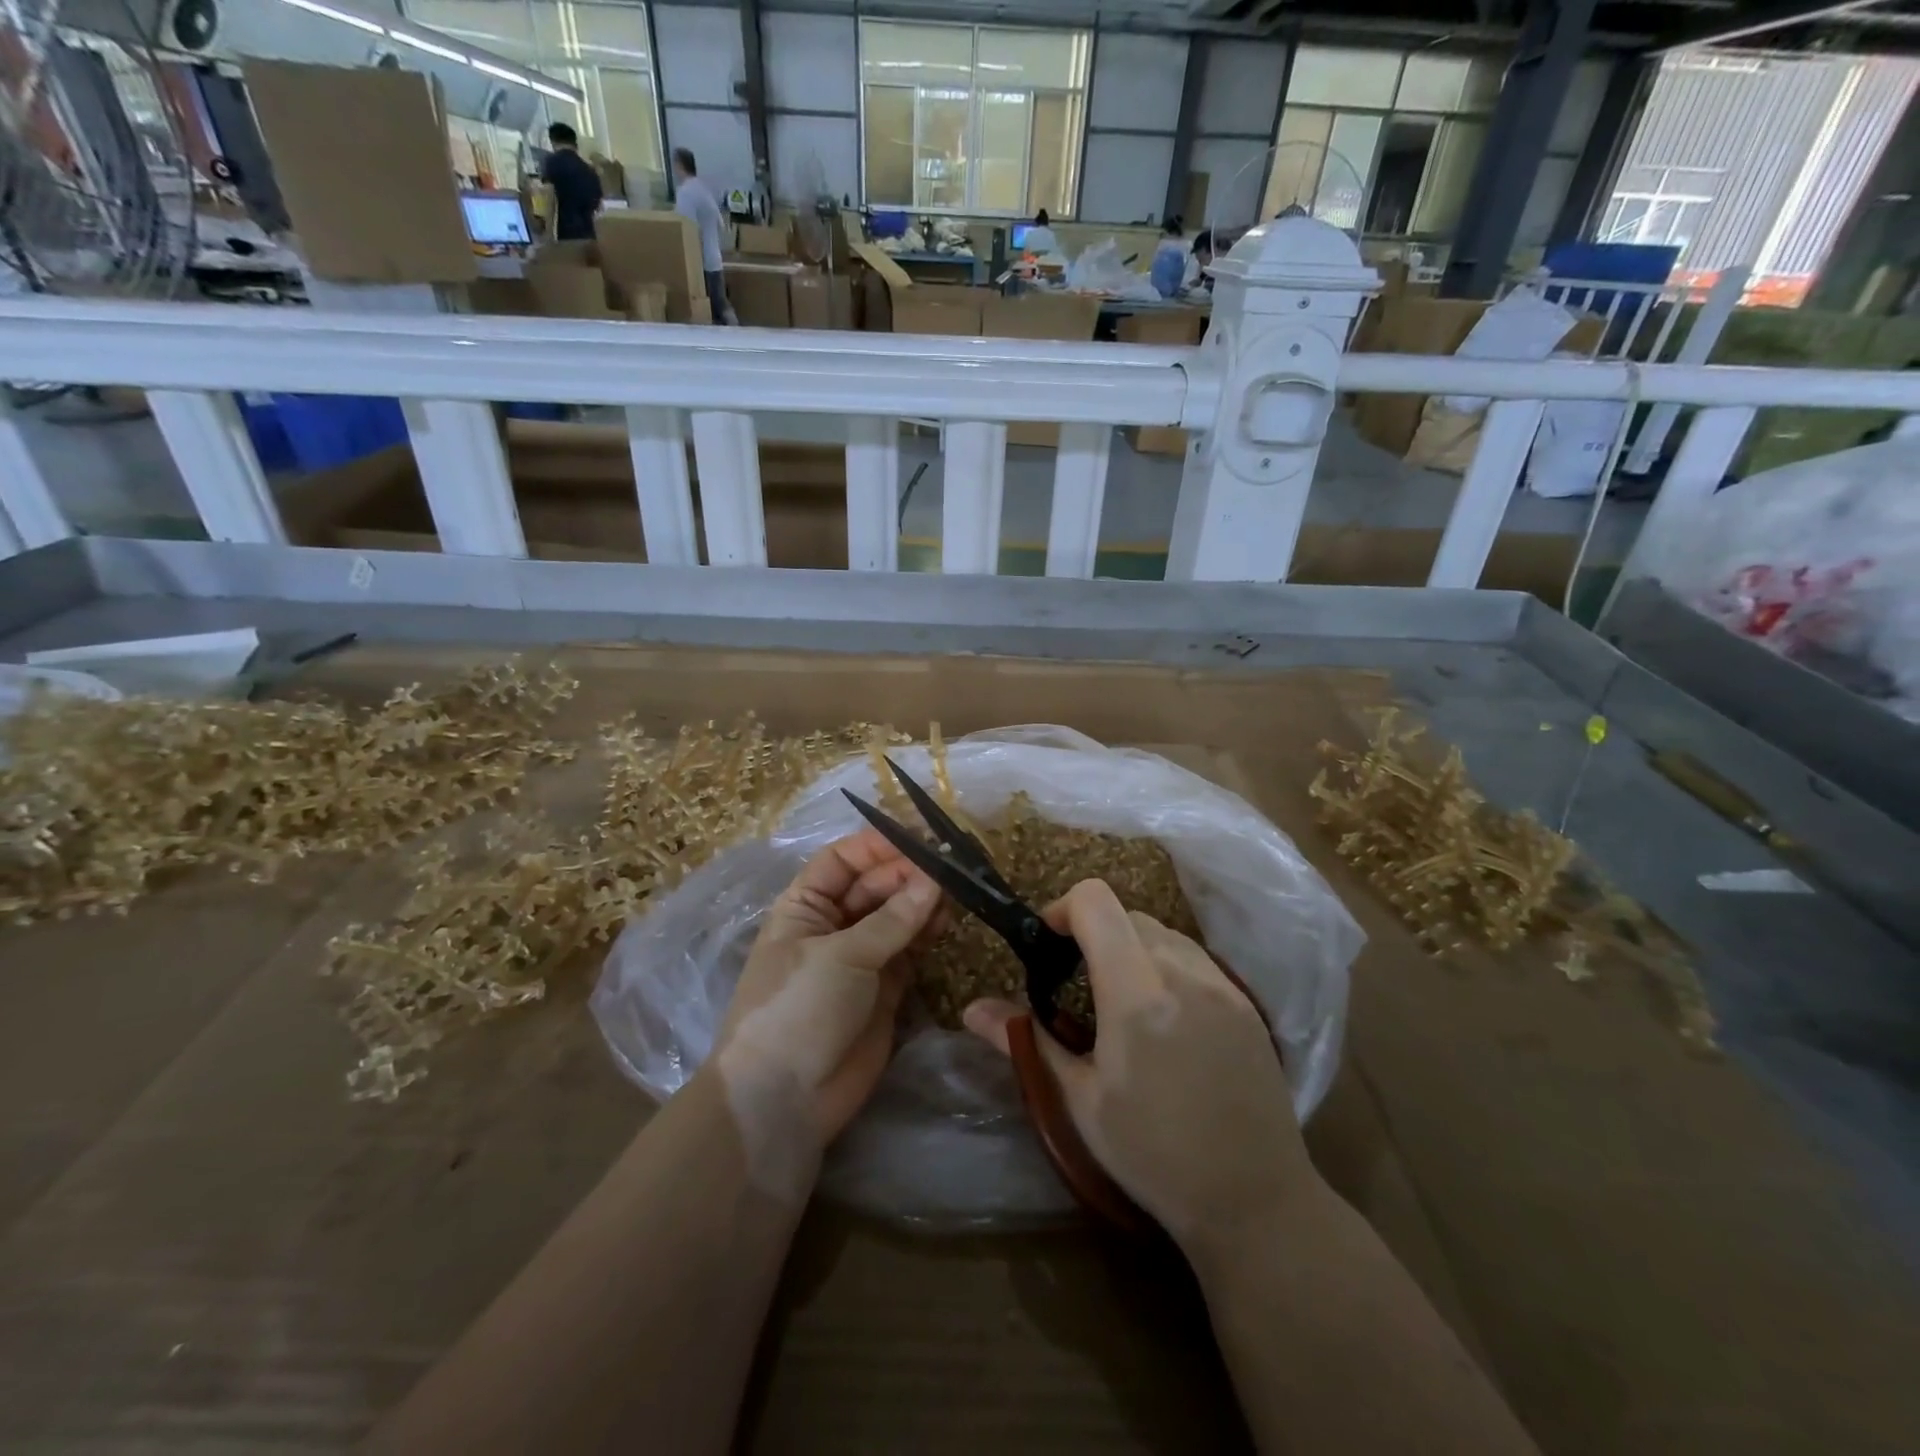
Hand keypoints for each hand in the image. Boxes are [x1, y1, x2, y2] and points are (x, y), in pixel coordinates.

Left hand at [713, 829, 940, 1143]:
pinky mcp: (884, 987)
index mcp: (805, 906)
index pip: (843, 860)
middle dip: (908, 873)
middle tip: (951, 866)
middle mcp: (832, 924)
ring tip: (955, 892)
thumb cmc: (799, 1008)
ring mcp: (860, 956)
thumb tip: (935, 879)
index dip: (878, 845)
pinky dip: (926, 933)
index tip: (922, 836)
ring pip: (896, 916)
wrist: (784, 1099)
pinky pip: (909, 948)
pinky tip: (946, 921)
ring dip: (922, 901)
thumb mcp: (842, 956)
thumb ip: (893, 919)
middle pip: (874, 885)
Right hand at [963, 879, 1315, 1253]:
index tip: (1047, 945)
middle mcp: (1183, 972)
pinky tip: (1165, 1019)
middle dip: (1093, 932)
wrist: (1256, 1202)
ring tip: (1120, 1001)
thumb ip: (1027, 1042)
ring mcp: (1222, 984)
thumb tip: (971, 1009)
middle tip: (1077, 983)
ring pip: (1163, 932)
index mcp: (1136, 993)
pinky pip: (1195, 957)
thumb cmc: (1154, 1156)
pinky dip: (1165, 964)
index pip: (1096, 902)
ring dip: (1130, 946)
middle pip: (1127, 914)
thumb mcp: (1080, 1101)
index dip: (1062, 909)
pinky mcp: (1246, 1002)